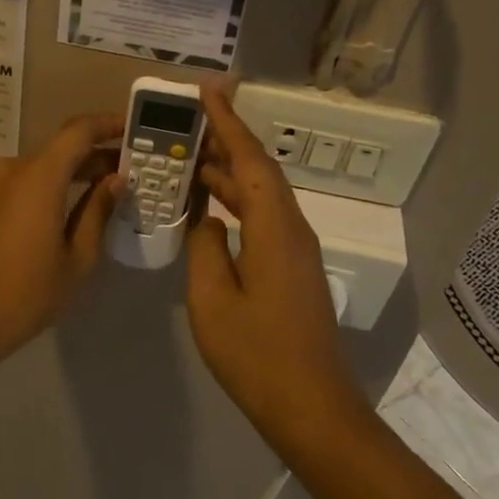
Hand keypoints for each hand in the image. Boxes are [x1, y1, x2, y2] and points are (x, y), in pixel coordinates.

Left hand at [0, 113, 125, 368]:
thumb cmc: (25, 295)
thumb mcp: (76, 259)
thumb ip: (97, 211)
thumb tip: (114, 180)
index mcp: (38, 177)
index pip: (78, 132)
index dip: (107, 125)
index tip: (130, 129)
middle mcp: (8, 170)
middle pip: (56, 152)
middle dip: (90, 158)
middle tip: (120, 174)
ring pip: (32, 172)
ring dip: (61, 178)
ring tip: (88, 199)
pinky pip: (10, 189)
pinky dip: (34, 193)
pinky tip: (46, 221)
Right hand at [185, 86, 363, 429]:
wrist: (311, 407)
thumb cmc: (256, 355)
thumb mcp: (212, 299)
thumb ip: (205, 247)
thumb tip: (208, 219)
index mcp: (274, 228)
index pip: (249, 160)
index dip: (227, 122)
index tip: (206, 90)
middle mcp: (292, 228)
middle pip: (257, 171)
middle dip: (225, 141)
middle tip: (186, 121)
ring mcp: (296, 250)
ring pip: (260, 195)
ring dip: (227, 173)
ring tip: (188, 158)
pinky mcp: (293, 268)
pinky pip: (262, 218)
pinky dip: (235, 202)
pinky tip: (209, 208)